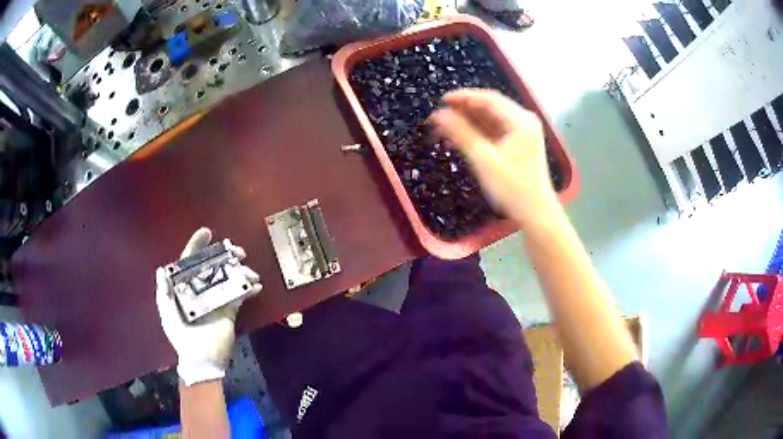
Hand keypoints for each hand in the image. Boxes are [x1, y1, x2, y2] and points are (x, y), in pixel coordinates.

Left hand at [155, 228, 261, 385]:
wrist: (201, 360)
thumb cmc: (182, 336)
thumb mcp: (168, 314)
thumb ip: (165, 293)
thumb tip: (162, 269)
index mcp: (184, 288)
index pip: (189, 262)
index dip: (196, 246)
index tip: (207, 232)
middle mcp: (200, 290)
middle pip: (213, 266)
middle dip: (225, 255)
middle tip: (237, 251)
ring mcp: (216, 299)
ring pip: (228, 278)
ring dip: (240, 271)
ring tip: (249, 271)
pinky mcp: (230, 310)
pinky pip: (240, 296)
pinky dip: (249, 289)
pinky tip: (256, 286)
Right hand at [430, 89, 557, 226]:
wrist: (536, 213)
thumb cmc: (512, 188)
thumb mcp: (484, 160)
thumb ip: (460, 133)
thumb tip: (438, 114)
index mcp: (520, 120)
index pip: (487, 98)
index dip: (462, 97)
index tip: (441, 101)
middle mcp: (524, 120)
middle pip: (490, 105)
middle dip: (465, 108)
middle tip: (441, 114)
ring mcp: (524, 131)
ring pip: (492, 117)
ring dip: (470, 119)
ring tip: (447, 125)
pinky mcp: (520, 143)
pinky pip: (497, 129)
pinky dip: (480, 130)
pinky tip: (463, 136)